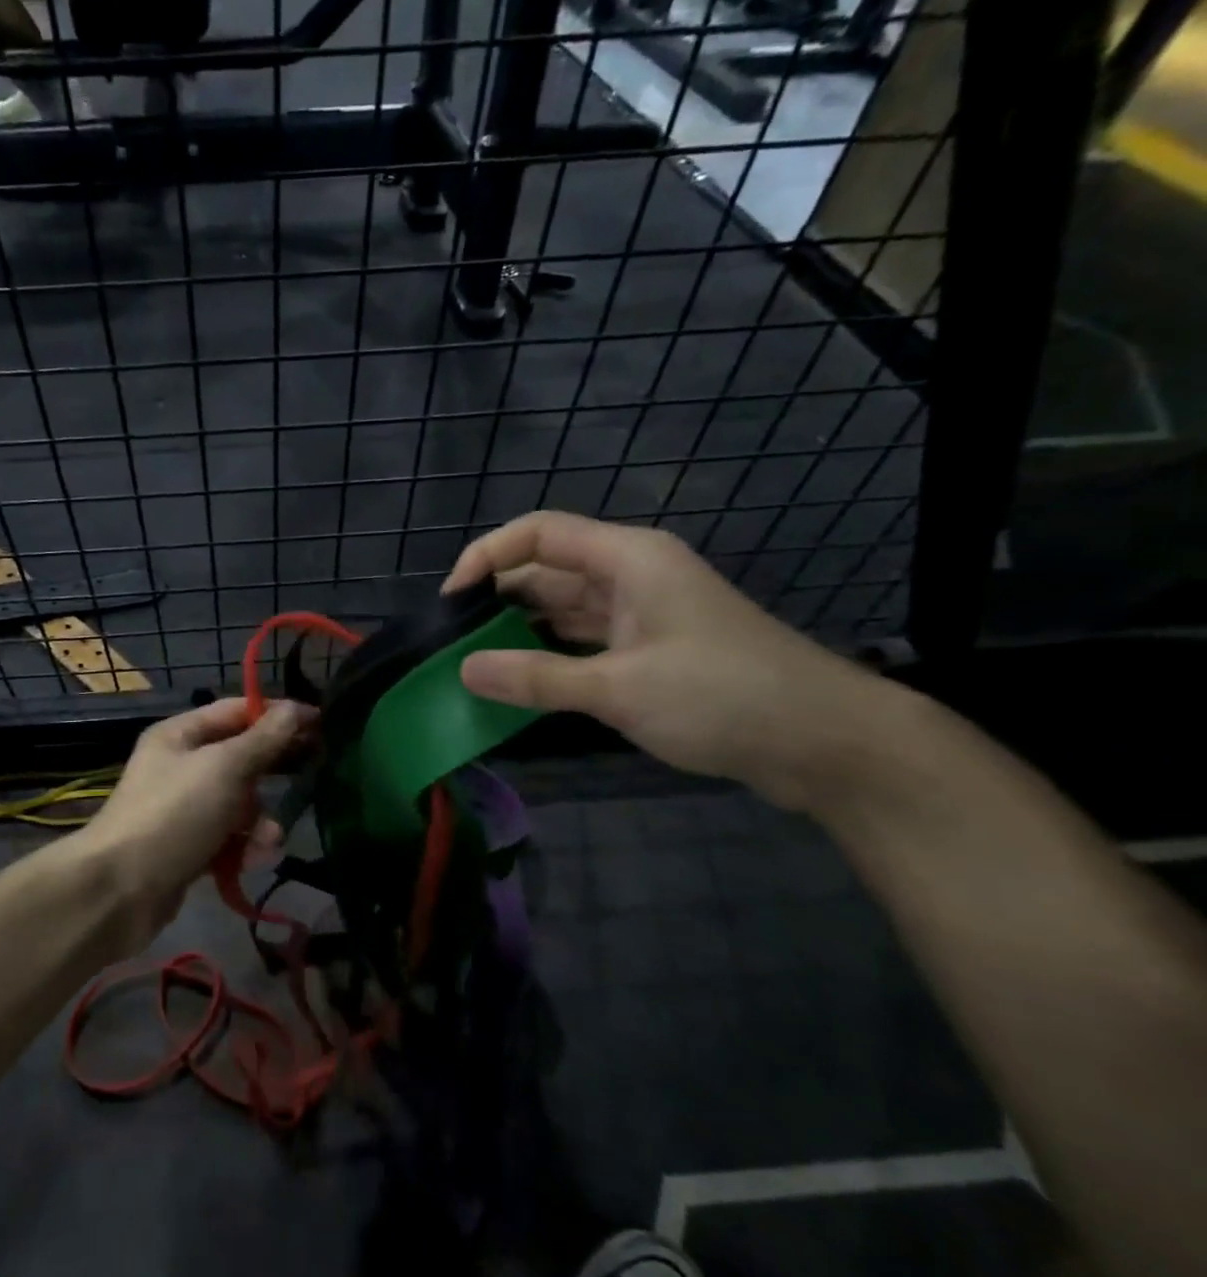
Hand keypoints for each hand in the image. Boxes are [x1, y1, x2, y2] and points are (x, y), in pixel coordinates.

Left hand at [76, 697, 312, 941]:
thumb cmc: (174, 815)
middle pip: (241, 758)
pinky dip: (243, 847)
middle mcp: (181, 765)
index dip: (277, 714)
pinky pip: (228, 838)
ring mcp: (183, 809)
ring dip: (260, 820)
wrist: (118, 891)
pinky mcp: (188, 847)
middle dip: (272, 773)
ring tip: (268, 839)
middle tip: (312, 775)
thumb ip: (264, 740)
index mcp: (181, 734)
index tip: (320, 724)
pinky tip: (252, 861)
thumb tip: (296, 709)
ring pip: (239, 803)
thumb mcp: (224, 768)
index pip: (238, 711)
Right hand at [444, 511, 889, 809]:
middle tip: (452, 641)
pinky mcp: (650, 651)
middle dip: (497, 598)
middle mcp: (631, 576)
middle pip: (547, 570)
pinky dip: (550, 655)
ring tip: (473, 661)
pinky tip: (520, 680)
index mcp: (628, 559)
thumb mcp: (619, 688)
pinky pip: (583, 641)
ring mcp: (642, 615)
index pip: (538, 534)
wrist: (825, 743)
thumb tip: (464, 671)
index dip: (487, 556)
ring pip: (563, 608)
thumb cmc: (723, 696)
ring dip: (521, 630)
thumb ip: (536, 677)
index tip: (451, 601)